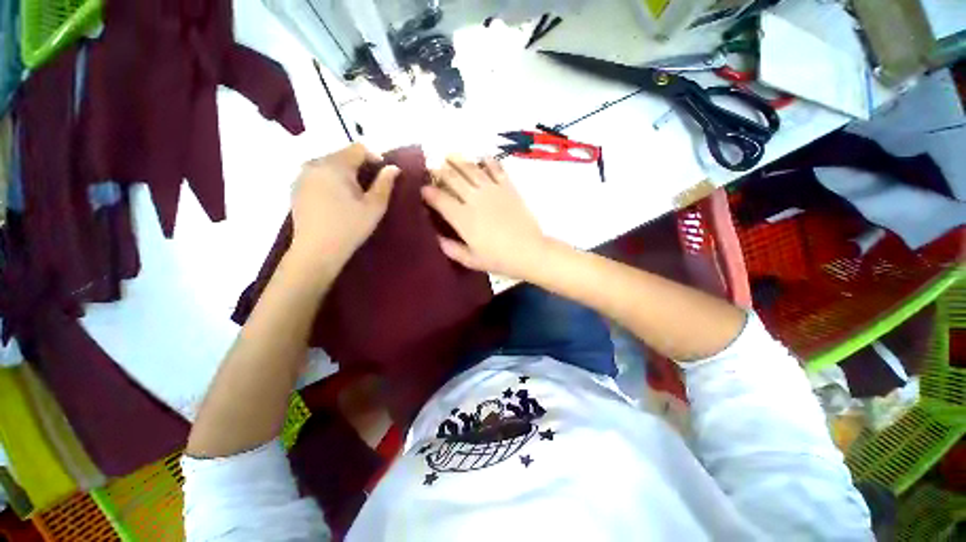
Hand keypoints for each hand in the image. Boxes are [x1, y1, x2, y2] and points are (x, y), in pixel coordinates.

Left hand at [289, 143, 399, 271]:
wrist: (316, 251)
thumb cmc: (350, 228)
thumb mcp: (374, 207)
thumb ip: (385, 183)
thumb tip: (393, 167)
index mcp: (335, 165)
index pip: (358, 148)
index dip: (375, 156)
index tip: (384, 172)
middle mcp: (315, 163)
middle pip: (342, 154)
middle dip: (359, 165)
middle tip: (370, 185)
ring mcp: (302, 175)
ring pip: (329, 164)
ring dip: (345, 172)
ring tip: (354, 192)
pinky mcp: (296, 187)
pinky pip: (318, 174)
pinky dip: (331, 179)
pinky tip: (337, 198)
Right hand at [421, 156, 547, 279]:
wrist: (529, 252)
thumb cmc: (499, 259)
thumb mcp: (471, 260)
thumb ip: (451, 248)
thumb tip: (437, 237)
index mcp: (462, 218)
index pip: (439, 199)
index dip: (428, 192)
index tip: (423, 190)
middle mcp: (474, 199)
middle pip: (452, 178)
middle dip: (439, 171)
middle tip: (433, 168)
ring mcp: (492, 190)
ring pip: (471, 169)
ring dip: (458, 161)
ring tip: (449, 155)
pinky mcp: (508, 188)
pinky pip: (496, 169)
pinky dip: (487, 161)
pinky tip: (482, 157)